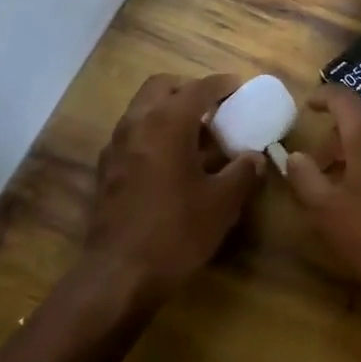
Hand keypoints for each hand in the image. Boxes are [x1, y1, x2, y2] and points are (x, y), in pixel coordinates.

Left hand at [82, 73, 265, 307]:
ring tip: (196, 134)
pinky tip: (171, 161)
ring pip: (143, 108)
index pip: (198, 88)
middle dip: (188, 89)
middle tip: (212, 106)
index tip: (239, 86)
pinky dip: (153, 133)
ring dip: (168, 110)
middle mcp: (137, 123)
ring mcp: (116, 146)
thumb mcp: (222, 203)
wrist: (118, 276)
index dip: (222, 84)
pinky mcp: (106, 169)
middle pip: (162, 86)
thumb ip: (243, 172)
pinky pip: (133, 134)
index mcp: (167, 122)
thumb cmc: (175, 232)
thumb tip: (255, 157)